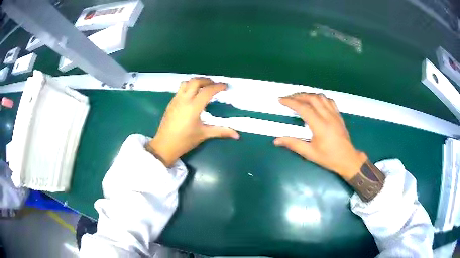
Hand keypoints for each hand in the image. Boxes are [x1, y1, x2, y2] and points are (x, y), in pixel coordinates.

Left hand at [147, 77, 239, 166]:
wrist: (164, 145)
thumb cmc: (184, 141)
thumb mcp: (203, 134)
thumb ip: (221, 131)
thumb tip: (237, 135)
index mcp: (193, 107)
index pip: (207, 91)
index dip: (218, 86)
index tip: (225, 86)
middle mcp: (184, 99)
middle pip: (195, 81)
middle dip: (207, 80)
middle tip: (215, 85)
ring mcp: (175, 100)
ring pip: (186, 82)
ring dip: (196, 81)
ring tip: (204, 87)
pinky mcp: (171, 103)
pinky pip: (180, 88)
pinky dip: (188, 86)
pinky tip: (192, 95)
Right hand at [274, 93, 366, 180]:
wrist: (347, 159)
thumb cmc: (328, 158)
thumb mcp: (309, 153)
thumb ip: (293, 144)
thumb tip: (276, 141)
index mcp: (319, 125)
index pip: (303, 108)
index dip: (290, 102)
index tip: (281, 99)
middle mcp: (327, 116)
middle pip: (311, 98)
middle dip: (298, 95)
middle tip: (288, 98)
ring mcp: (334, 114)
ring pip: (321, 97)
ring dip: (309, 95)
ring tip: (300, 98)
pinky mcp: (339, 115)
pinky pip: (329, 100)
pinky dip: (320, 98)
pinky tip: (316, 102)